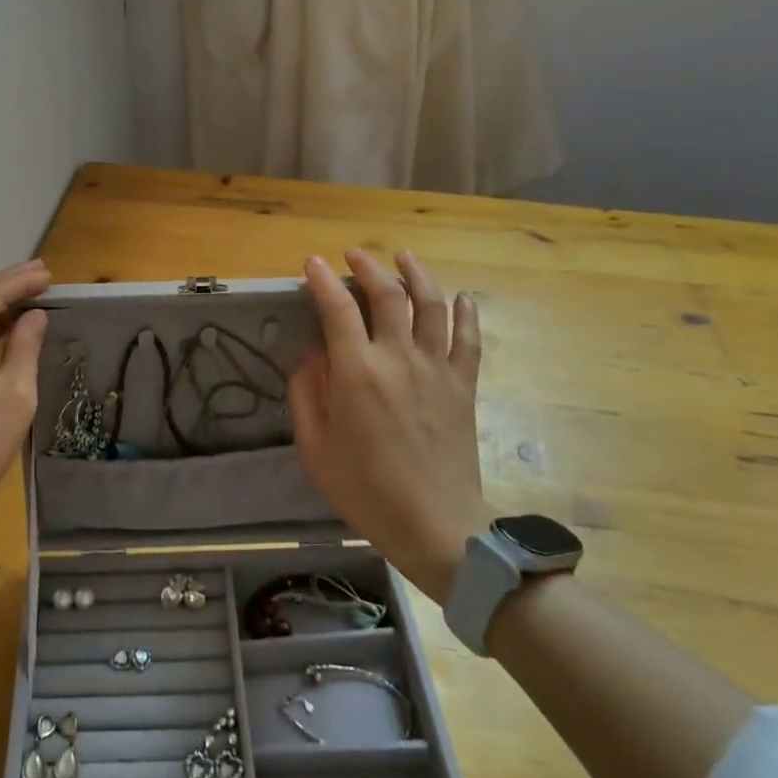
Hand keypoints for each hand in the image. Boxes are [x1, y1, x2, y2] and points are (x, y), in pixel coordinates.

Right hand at [288, 250, 492, 602]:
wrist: (435, 524)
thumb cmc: (366, 490)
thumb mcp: (315, 447)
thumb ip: (307, 394)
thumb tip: (311, 355)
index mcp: (357, 373)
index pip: (337, 309)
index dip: (323, 280)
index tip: (313, 263)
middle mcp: (399, 358)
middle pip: (387, 294)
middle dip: (368, 266)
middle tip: (353, 254)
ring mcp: (437, 368)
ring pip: (432, 304)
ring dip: (417, 274)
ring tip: (404, 256)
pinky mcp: (464, 385)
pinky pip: (470, 339)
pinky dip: (467, 313)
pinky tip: (462, 297)